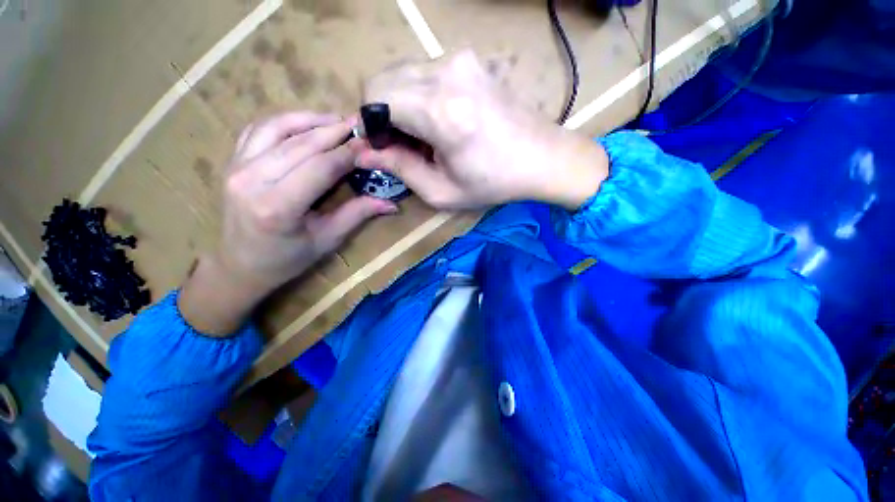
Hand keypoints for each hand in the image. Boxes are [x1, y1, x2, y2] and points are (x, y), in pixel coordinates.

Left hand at [179, 112, 396, 335]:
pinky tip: (307, 124)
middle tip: (361, 125)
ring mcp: (237, 167)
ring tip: (338, 120)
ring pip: (278, 128)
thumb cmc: (288, 258)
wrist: (240, 264)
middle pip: (302, 143)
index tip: (371, 144)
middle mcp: (252, 180)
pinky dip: (286, 121)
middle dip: (335, 131)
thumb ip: (358, 215)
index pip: (322, 167)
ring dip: (311, 119)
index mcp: (278, 207)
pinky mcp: (232, 161)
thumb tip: (392, 205)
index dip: (350, 153)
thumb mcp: (328, 240)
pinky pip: (259, 129)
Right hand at [351, 50, 607, 210]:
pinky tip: (440, 120)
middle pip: (385, 79)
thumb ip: (399, 168)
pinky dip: (420, 95)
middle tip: (403, 145)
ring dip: (401, 104)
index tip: (382, 148)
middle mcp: (447, 72)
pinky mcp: (470, 59)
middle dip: (383, 114)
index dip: (369, 125)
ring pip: (403, 73)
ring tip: (424, 135)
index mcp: (439, 110)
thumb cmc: (494, 183)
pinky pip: (426, 71)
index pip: (375, 97)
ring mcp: (461, 59)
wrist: (542, 158)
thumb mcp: (442, 190)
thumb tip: (362, 152)